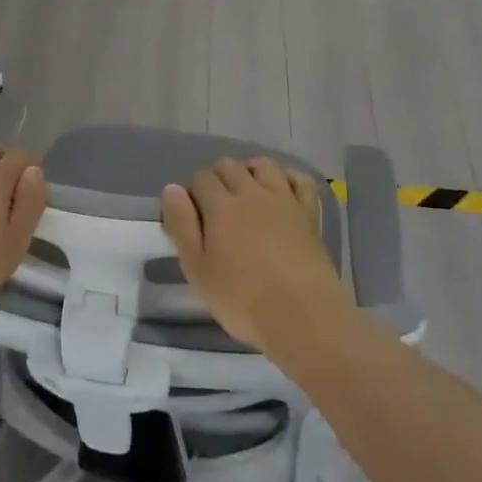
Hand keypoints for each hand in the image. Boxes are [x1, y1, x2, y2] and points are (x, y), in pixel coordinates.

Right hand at [162, 157, 353, 353]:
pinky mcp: (308, 213)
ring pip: (263, 165)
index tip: (194, 217)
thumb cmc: (243, 300)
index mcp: (221, 206)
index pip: (201, 178)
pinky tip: (282, 192)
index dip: (193, 192)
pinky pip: (299, 179)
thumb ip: (182, 226)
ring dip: (250, 172)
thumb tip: (172, 189)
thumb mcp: (198, 270)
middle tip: (217, 210)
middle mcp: (251, 193)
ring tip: (247, 195)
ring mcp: (283, 199)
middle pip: (229, 165)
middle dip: (218, 179)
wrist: (303, 316)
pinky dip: (288, 178)